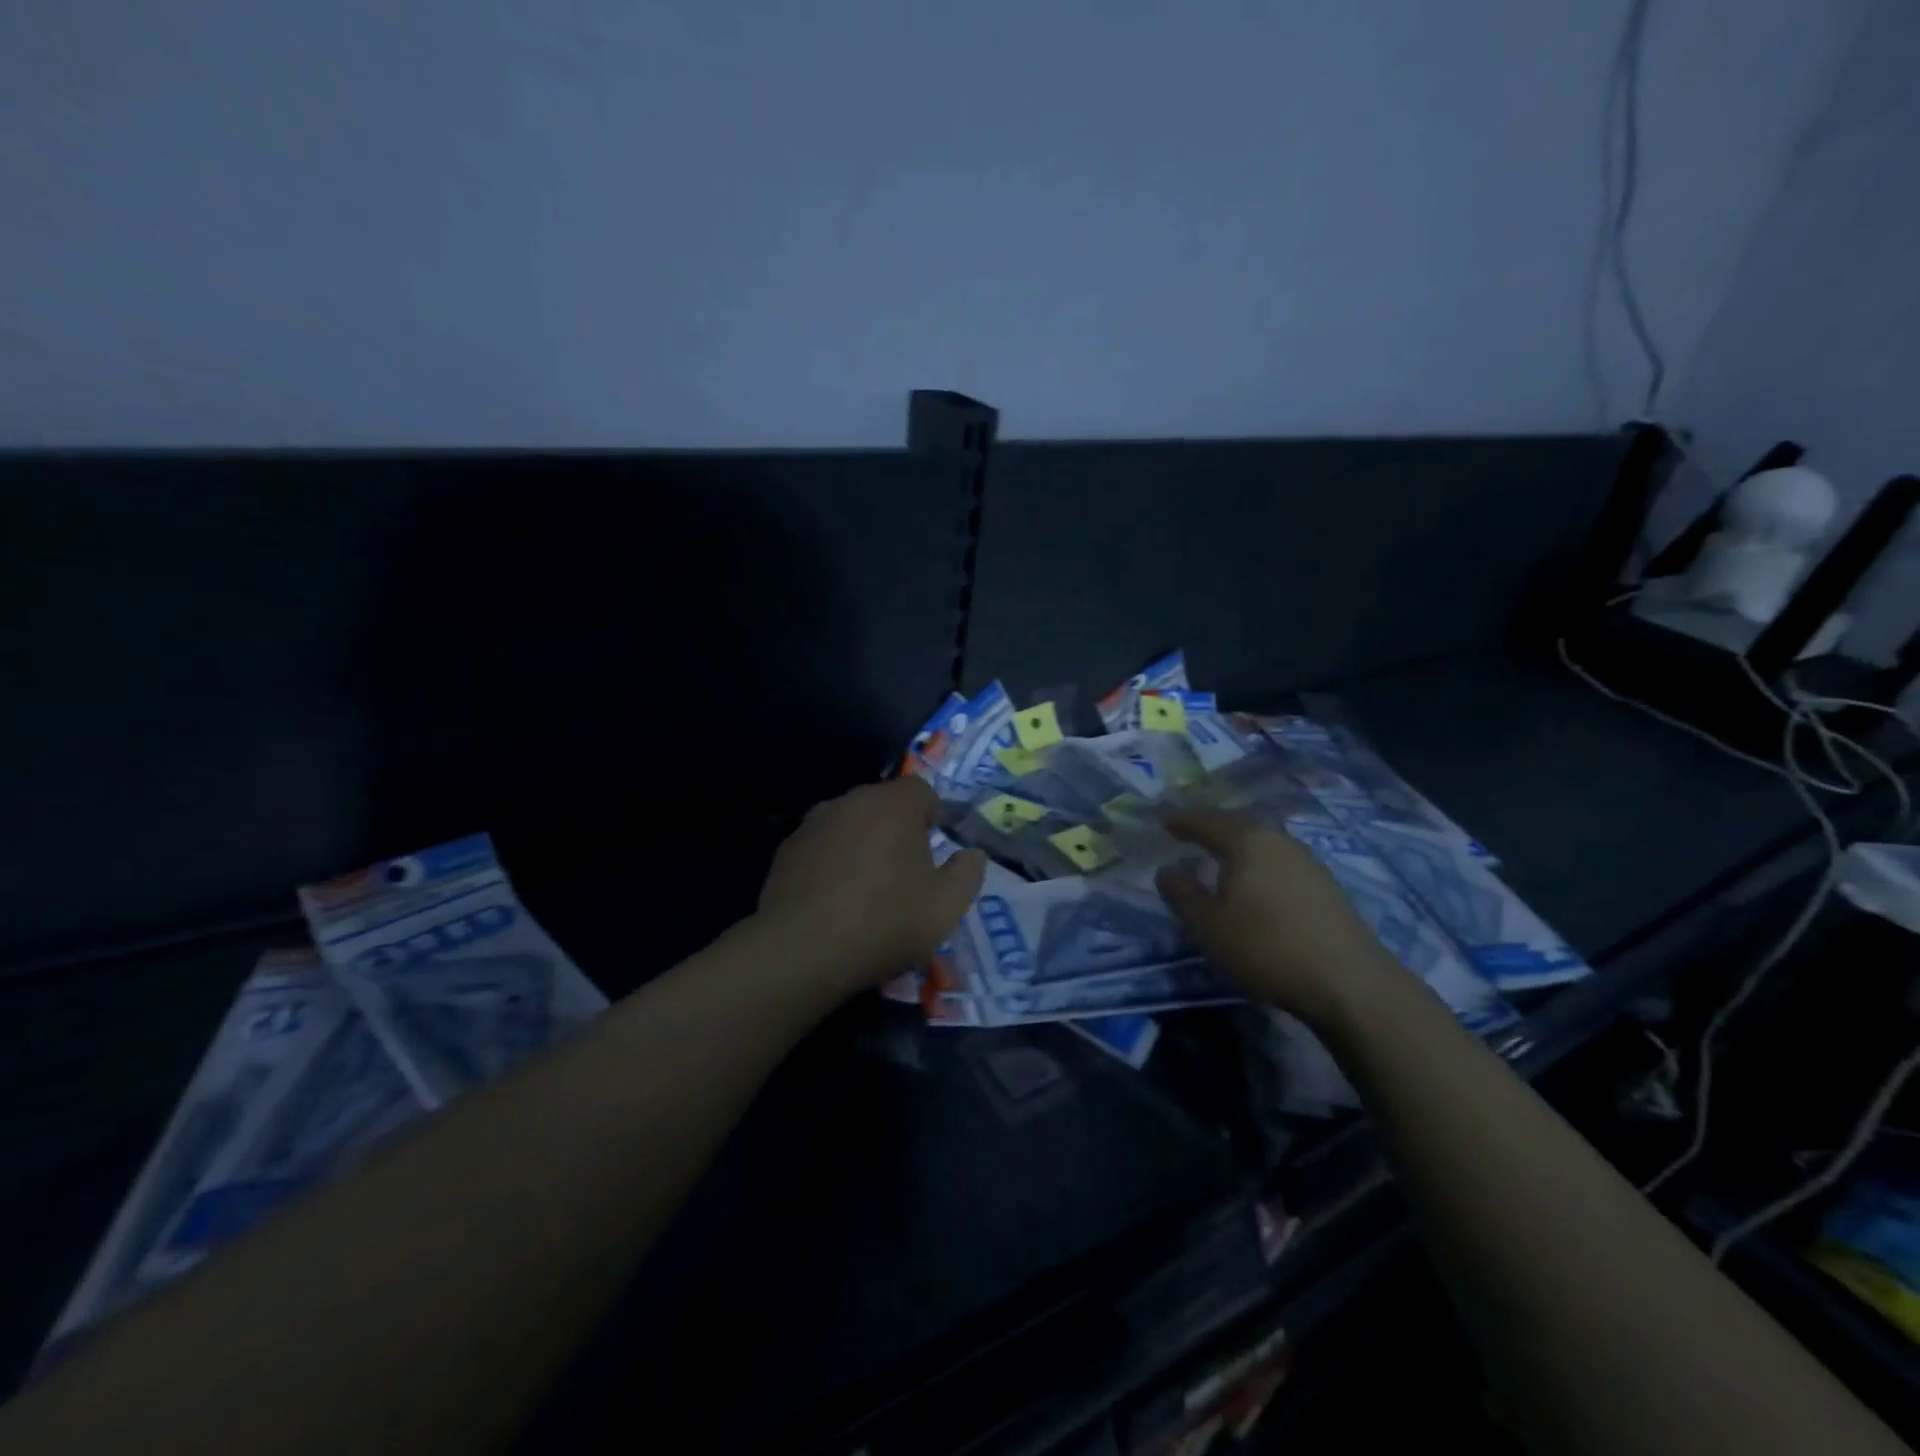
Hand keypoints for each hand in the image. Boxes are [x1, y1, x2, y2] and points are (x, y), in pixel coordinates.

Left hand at [756, 777, 985, 997]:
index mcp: (893, 804)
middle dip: (898, 829)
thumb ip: (968, 872)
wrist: (802, 951)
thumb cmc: (885, 921)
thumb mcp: (947, 906)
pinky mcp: (786, 850)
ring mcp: (813, 824)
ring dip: (863, 845)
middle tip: (906, 872)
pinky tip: (834, 900)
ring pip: (850, 824)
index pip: (921, 790)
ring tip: (868, 889)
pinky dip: (832, 863)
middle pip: (883, 804)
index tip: (935, 849)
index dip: (932, 815)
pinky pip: (822, 847)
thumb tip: (972, 855)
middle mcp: (851, 801)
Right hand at [1154, 810, 1400, 1026]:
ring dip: (1237, 847)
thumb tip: (1166, 869)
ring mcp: (1307, 862)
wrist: (1348, 982)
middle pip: (1237, 826)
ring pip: (1262, 844)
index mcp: (1246, 841)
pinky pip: (1280, 863)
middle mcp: (1278, 841)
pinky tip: (1255, 884)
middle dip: (1211, 828)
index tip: (1162, 821)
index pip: (1206, 821)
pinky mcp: (1326, 886)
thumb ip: (1182, 893)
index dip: (1181, 821)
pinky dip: (1259, 865)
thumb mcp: (1208, 925)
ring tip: (1219, 858)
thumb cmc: (1265, 947)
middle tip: (1188, 834)